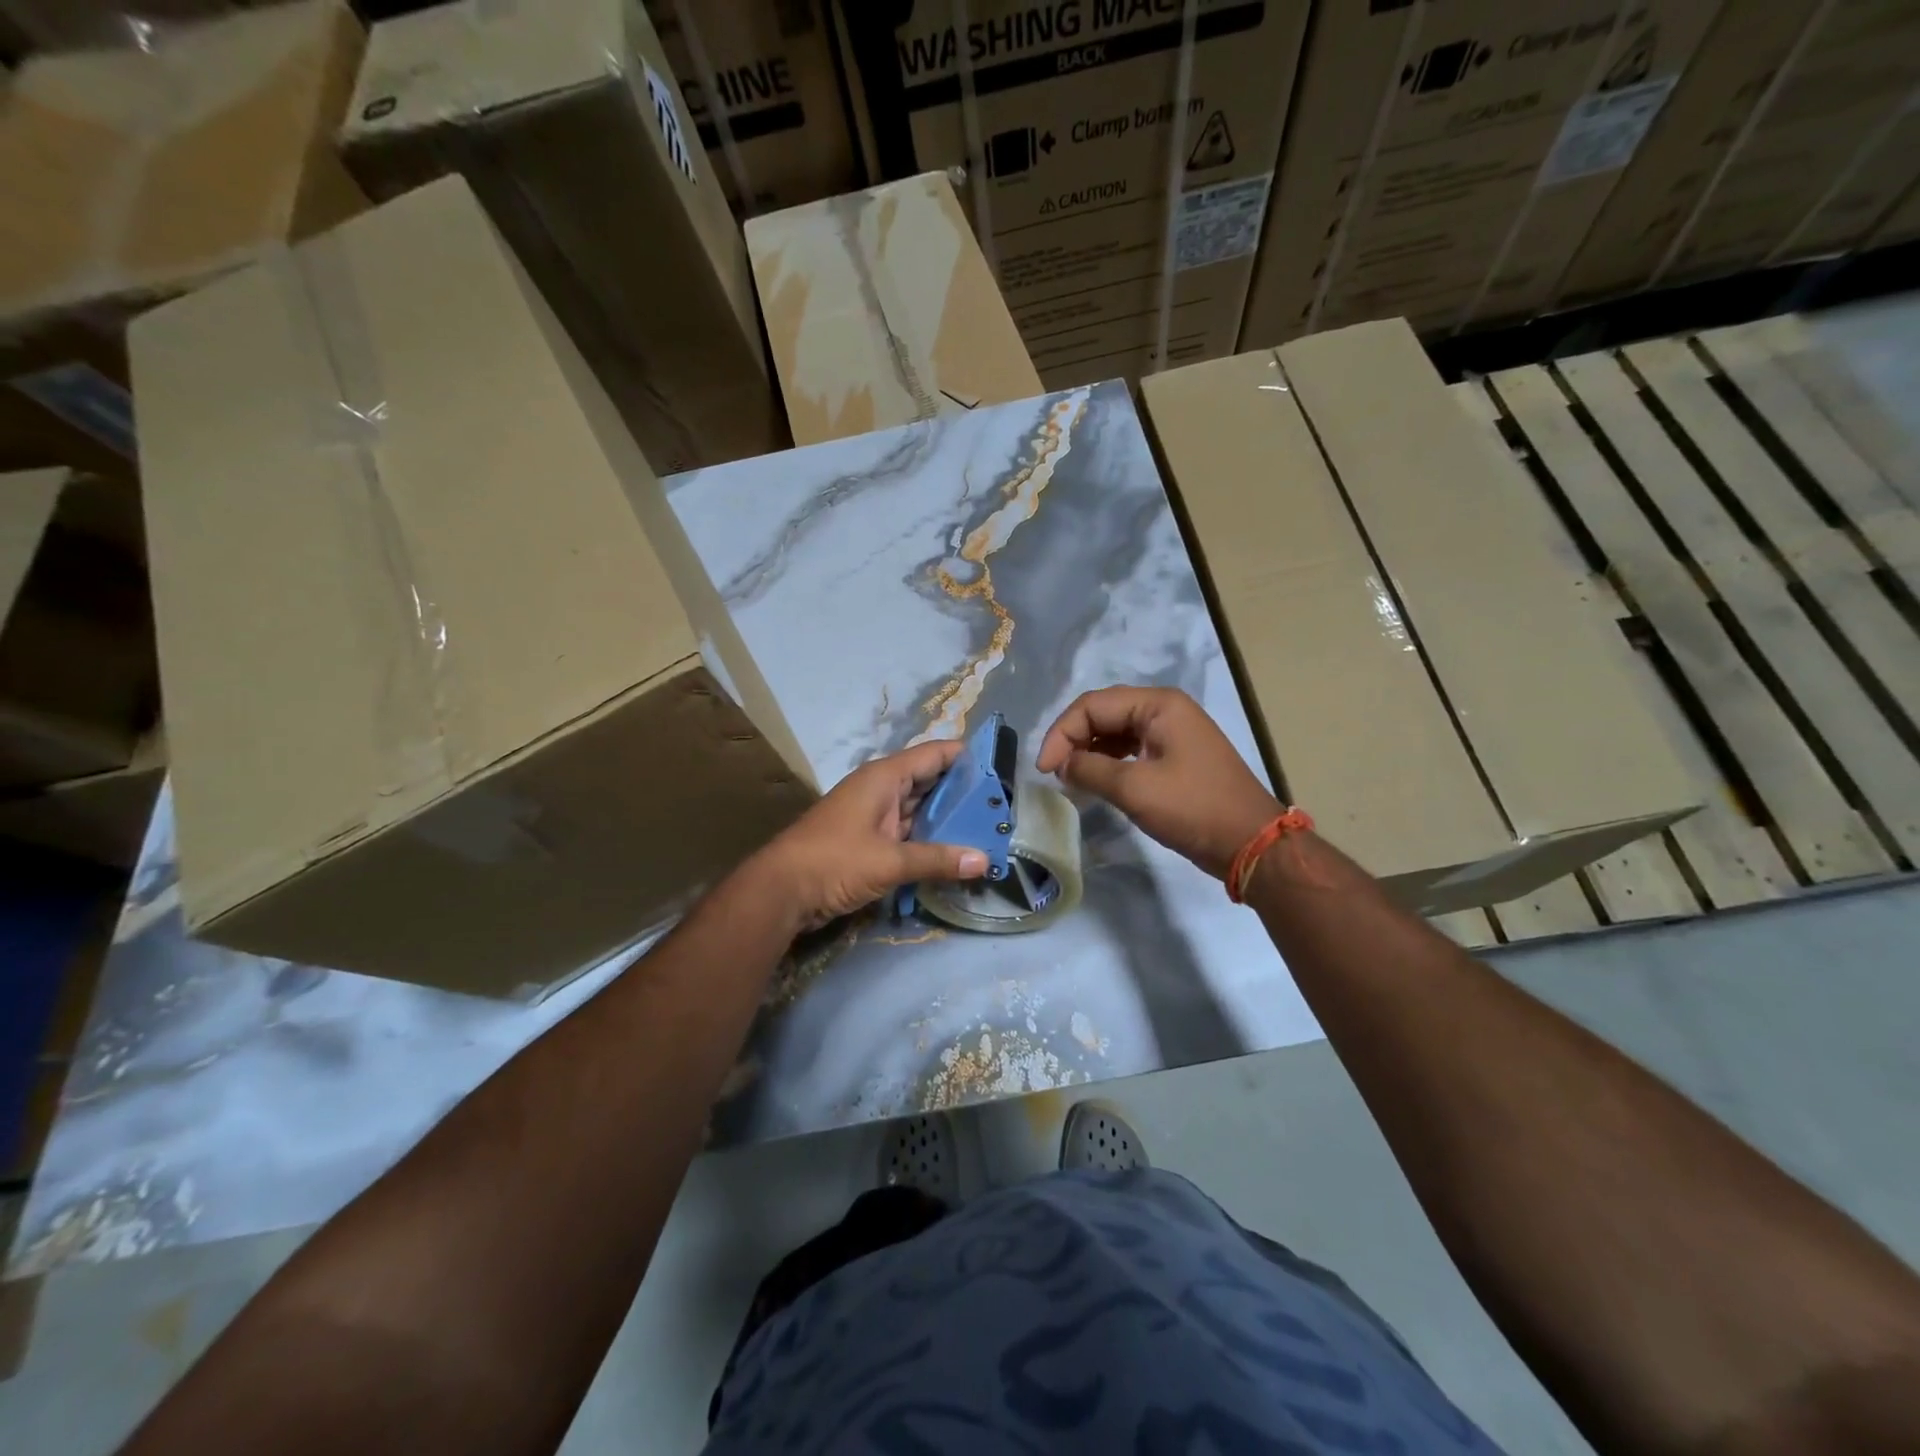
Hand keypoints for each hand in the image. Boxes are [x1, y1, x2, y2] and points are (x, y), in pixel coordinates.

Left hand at [750, 740, 988, 931]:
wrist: (780, 891)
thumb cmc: (834, 862)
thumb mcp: (890, 861)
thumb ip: (938, 859)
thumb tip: (984, 860)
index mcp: (884, 777)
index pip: (935, 754)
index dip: (967, 756)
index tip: (1002, 768)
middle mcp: (881, 789)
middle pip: (930, 781)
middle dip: (964, 793)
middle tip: (1002, 807)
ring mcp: (873, 814)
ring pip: (920, 809)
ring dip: (948, 819)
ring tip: (988, 830)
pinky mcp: (868, 840)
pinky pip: (907, 831)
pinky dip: (929, 839)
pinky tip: (954, 853)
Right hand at [1036, 686, 1278, 879]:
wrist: (1250, 842)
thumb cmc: (1193, 808)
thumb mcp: (1135, 789)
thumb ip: (1089, 770)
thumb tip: (1061, 765)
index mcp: (1158, 705)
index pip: (1092, 705)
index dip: (1061, 733)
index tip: (1044, 769)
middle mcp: (1165, 709)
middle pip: (1103, 713)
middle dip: (1073, 739)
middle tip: (1054, 772)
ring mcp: (1172, 732)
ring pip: (1115, 731)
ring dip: (1088, 751)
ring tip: (1070, 778)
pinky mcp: (1175, 755)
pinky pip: (1130, 748)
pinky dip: (1108, 762)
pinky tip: (1095, 781)